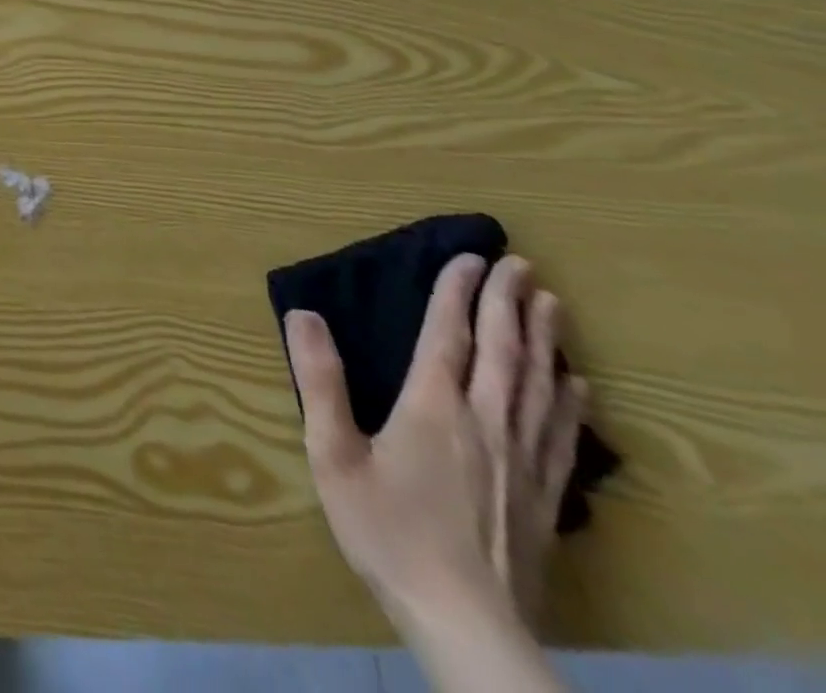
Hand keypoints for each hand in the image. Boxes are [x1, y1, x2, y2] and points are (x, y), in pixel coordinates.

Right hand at [285, 254, 587, 630]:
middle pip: (505, 352)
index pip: (448, 335)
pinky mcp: (542, 494)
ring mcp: (522, 459)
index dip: (456, 292)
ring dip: (545, 340)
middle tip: (522, 265)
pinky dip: (568, 398)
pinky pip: (560, 431)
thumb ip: (319, 381)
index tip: (469, 257)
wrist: (466, 623)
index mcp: (433, 407)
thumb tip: (304, 314)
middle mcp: (485, 422)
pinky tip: (576, 385)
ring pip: (540, 385)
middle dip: (511, 303)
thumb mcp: (333, 454)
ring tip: (553, 305)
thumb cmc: (387, 530)